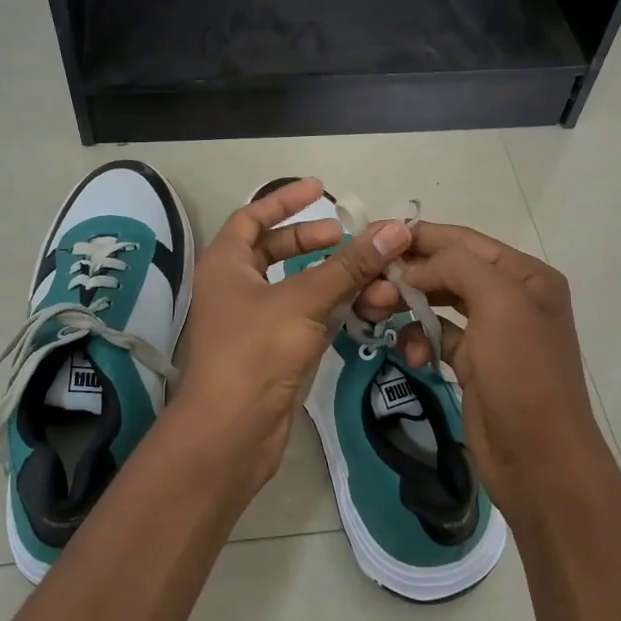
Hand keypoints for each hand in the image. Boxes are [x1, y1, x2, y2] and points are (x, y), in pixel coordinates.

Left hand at [173, 179, 408, 490]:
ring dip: (333, 280)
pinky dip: (332, 309)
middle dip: (315, 242)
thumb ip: (349, 266)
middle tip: (349, 238)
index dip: (285, 200)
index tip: (320, 188)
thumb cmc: (256, 353)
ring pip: (297, 287)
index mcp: (226, 264)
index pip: (252, 217)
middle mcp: (236, 287)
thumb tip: (394, 230)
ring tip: (372, 277)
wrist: (232, 433)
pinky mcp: (273, 350)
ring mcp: (254, 321)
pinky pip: (306, 317)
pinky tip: (364, 307)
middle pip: (276, 250)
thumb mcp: (304, 301)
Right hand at [356, 222, 608, 523]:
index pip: (464, 241)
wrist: (540, 461)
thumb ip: (457, 267)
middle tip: (368, 283)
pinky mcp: (474, 364)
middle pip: (449, 270)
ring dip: (408, 305)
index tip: (373, 235)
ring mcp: (493, 332)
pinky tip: (410, 357)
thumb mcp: (499, 304)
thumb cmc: (523, 375)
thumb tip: (412, 268)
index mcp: (526, 275)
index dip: (420, 235)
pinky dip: (420, 340)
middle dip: (409, 274)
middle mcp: (512, 297)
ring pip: (438, 303)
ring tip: (376, 313)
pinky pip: (438, 337)